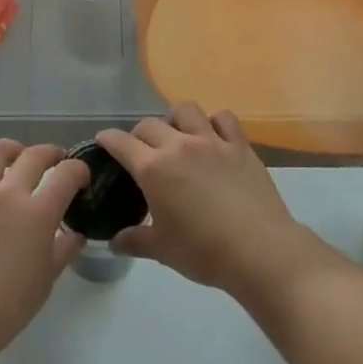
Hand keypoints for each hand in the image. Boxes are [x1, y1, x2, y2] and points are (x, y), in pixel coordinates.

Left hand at [0, 140, 87, 363]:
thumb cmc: (6, 308)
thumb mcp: (45, 282)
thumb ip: (62, 251)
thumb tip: (75, 235)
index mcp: (38, 213)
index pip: (66, 175)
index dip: (78, 170)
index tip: (81, 177)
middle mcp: (8, 195)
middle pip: (33, 155)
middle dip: (51, 152)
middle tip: (56, 160)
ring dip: (12, 149)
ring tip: (17, 156)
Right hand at [98, 104, 323, 298]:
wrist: (259, 251)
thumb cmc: (204, 252)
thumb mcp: (162, 251)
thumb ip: (135, 241)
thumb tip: (114, 242)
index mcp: (153, 169)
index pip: (121, 143)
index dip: (108, 139)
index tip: (103, 140)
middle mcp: (179, 146)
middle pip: (149, 124)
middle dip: (139, 134)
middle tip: (141, 151)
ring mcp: (212, 142)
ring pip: (186, 111)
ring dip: (174, 119)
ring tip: (177, 136)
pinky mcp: (240, 146)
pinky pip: (224, 118)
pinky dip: (214, 122)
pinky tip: (213, 136)